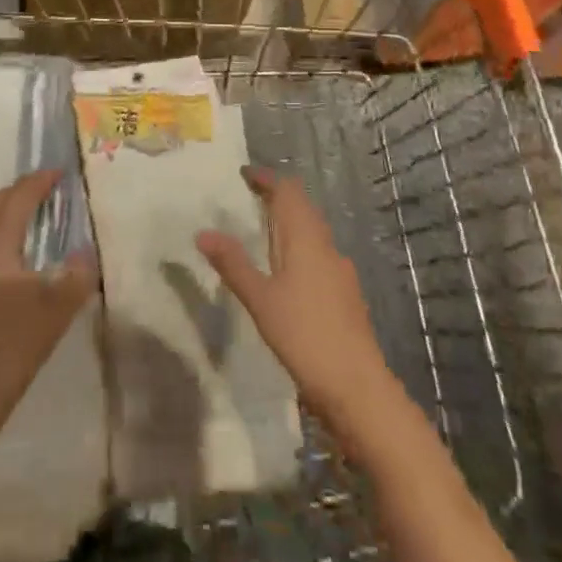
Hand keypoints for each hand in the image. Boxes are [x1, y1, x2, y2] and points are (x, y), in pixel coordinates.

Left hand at [0, 169, 96, 454]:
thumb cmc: (8, 351)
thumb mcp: (55, 314)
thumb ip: (77, 277)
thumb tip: (88, 251)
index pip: (18, 200)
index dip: (38, 182)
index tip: (58, 172)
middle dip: (17, 192)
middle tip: (43, 192)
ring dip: (0, 215)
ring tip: (25, 222)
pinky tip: (4, 265)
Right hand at [196, 168, 399, 441]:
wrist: (358, 388)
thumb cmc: (305, 336)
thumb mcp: (260, 300)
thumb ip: (233, 264)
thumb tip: (203, 232)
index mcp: (306, 239)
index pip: (288, 192)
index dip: (267, 179)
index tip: (244, 174)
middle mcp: (326, 247)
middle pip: (303, 208)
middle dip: (278, 197)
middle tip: (249, 197)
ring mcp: (340, 271)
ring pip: (313, 232)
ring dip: (290, 223)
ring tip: (263, 231)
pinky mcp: (345, 295)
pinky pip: (319, 255)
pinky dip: (300, 248)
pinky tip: (287, 272)